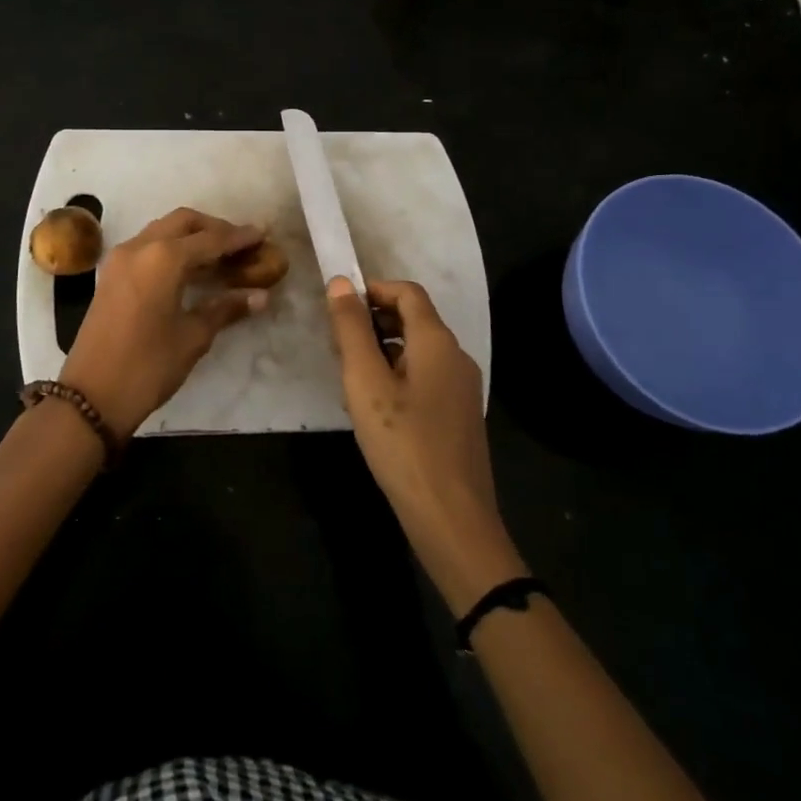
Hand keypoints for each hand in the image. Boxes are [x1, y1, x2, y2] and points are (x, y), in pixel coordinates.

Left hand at [60, 208, 270, 437]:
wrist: (91, 395)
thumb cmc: (148, 365)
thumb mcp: (193, 337)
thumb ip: (225, 308)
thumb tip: (260, 295)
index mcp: (163, 258)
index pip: (210, 239)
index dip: (239, 237)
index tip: (262, 234)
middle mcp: (140, 247)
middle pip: (183, 222)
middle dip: (213, 228)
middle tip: (239, 245)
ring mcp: (120, 259)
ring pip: (162, 230)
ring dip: (190, 236)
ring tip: (218, 257)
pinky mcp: (111, 275)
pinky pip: (146, 246)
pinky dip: (170, 248)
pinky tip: (189, 270)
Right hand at [326, 276, 522, 608]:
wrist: (452, 518)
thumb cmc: (403, 444)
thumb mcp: (365, 382)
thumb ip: (351, 330)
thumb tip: (340, 283)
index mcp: (437, 342)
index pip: (408, 293)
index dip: (373, 290)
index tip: (338, 307)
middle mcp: (457, 356)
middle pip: (415, 319)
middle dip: (374, 321)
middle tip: (338, 345)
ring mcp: (462, 388)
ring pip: (419, 350)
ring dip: (384, 349)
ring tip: (351, 377)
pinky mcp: (459, 415)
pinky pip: (426, 376)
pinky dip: (399, 374)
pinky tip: (376, 406)